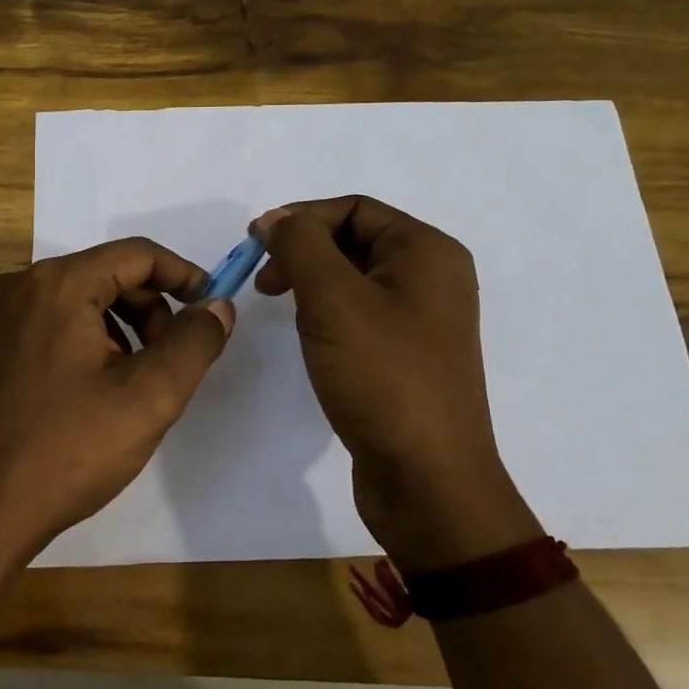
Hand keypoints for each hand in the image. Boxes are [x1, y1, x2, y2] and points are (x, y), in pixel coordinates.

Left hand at [0, 238, 234, 568]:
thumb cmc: (69, 451)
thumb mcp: (149, 397)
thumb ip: (194, 342)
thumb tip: (218, 306)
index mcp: (57, 285)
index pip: (136, 254)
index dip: (183, 275)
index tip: (210, 310)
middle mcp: (20, 285)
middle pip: (107, 273)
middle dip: (151, 310)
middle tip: (171, 361)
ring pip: (81, 298)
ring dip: (122, 328)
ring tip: (134, 382)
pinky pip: (53, 321)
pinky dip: (88, 339)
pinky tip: (96, 388)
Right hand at [254, 197, 539, 569]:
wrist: (428, 479)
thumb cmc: (383, 376)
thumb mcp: (333, 298)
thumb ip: (300, 244)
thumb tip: (276, 219)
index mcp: (427, 252)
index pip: (354, 209)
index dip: (300, 218)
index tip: (255, 245)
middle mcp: (432, 278)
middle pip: (354, 239)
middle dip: (303, 251)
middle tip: (264, 281)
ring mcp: (422, 320)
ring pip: (353, 278)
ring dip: (311, 281)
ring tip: (281, 306)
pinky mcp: (407, 356)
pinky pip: (360, 314)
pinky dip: (327, 313)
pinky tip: (309, 335)